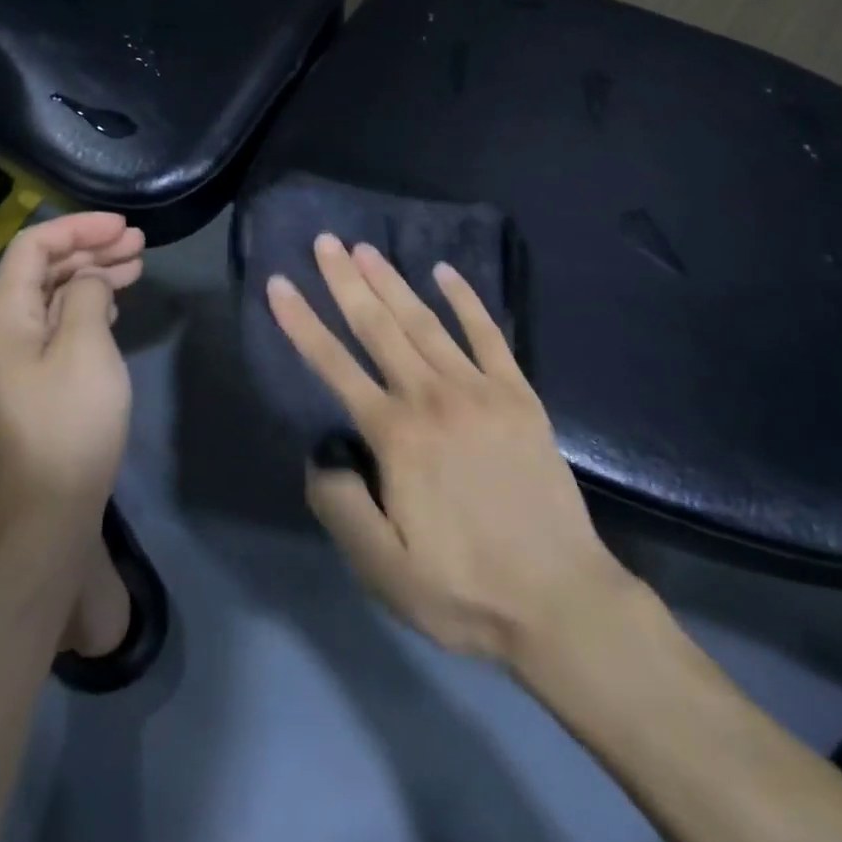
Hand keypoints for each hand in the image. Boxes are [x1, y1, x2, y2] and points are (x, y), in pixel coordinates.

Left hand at [0, 213, 144, 522]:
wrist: (46, 516)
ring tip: (135, 267)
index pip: (33, 247)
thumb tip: (87, 278)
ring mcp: (15, 363)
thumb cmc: (68, 425)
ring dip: (92, 277)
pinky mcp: (32, 387)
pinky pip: (57, 329)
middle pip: (42, 271)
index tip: (123, 226)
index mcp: (3, 318)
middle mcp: (1, 334)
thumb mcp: (85, 349)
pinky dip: (87, 308)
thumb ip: (85, 296)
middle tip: (139, 244)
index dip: (78, 228)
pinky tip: (112, 307)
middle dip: (90, 249)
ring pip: (52, 300)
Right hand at [267, 234, 632, 664]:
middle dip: (346, 282)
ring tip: (367, 248)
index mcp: (396, 437)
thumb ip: (340, 506)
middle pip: (379, 328)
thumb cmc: (464, 589)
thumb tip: (320, 454)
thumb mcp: (383, 570)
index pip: (335, 366)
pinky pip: (488, 335)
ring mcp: (480, 390)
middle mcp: (432, 398)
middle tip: (325, 242)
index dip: (303, 323)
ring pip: (425, 323)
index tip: (281, 284)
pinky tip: (446, 273)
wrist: (561, 599)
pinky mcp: (519, 395)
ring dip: (393, 282)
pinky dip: (466, 300)